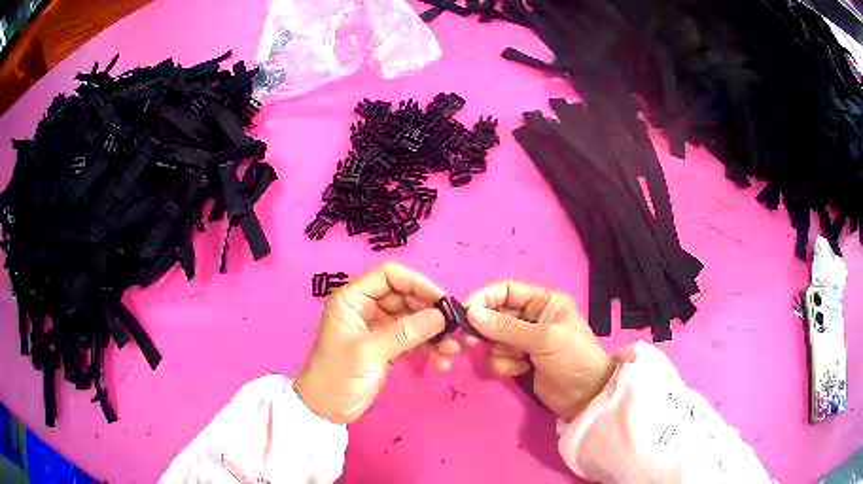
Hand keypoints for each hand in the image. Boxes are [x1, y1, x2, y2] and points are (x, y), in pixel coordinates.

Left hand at [294, 263, 451, 424]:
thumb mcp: (370, 351)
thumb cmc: (337, 374)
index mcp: (353, 299)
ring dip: (433, 333)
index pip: (389, 277)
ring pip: (412, 320)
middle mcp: (366, 308)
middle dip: (429, 312)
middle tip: (452, 327)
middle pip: (405, 297)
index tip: (440, 300)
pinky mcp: (387, 348)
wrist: (327, 409)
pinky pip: (413, 340)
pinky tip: (441, 361)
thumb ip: (406, 332)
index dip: (416, 283)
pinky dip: (427, 348)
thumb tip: (441, 316)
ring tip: (451, 349)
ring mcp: (378, 328)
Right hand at [464, 281, 615, 420]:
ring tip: (516, 360)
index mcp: (542, 301)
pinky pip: (498, 357)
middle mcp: (531, 316)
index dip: (484, 299)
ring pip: (493, 338)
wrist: (584, 396)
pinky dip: (505, 365)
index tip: (465, 314)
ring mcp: (524, 340)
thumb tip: (471, 313)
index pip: (505, 290)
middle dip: (485, 329)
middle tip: (473, 343)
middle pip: (495, 314)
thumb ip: (506, 327)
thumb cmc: (572, 358)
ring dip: (499, 351)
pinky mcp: (519, 360)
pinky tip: (521, 371)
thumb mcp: (543, 338)